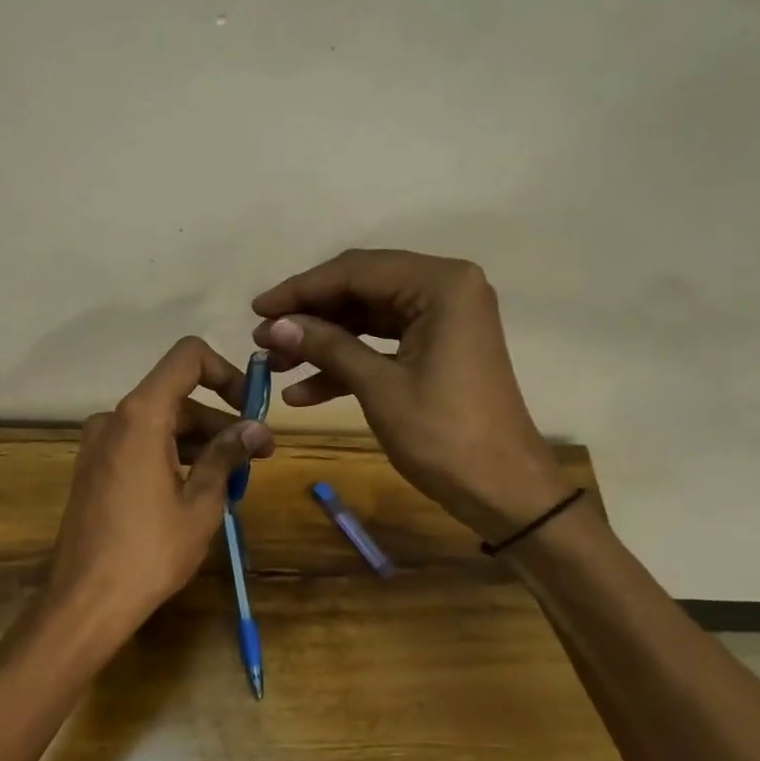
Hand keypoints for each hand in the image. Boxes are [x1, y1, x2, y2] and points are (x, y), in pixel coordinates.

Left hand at [46, 337, 274, 640]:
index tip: (250, 408)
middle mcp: (114, 418)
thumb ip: (227, 456)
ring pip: (160, 423)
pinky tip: (198, 488)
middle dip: (220, 421)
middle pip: (176, 397)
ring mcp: (98, 444)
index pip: (187, 358)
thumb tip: (256, 429)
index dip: (226, 372)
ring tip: (234, 478)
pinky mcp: (93, 468)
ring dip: (199, 441)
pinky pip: (140, 444)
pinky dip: (172, 454)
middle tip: (258, 455)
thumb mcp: (200, 503)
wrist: (86, 601)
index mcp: (140, 416)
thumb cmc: (150, 551)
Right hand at [252, 249, 567, 540]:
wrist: (502, 489)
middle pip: (360, 290)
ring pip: (366, 319)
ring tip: (274, 366)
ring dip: (322, 342)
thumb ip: (328, 347)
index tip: (256, 310)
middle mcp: (444, 289)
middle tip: (262, 339)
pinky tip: (303, 392)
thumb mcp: (379, 387)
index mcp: (440, 285)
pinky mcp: (437, 349)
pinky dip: (346, 364)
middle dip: (309, 317)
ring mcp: (442, 320)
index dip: (301, 290)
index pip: (356, 271)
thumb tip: (275, 326)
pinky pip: (382, 345)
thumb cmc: (444, 435)